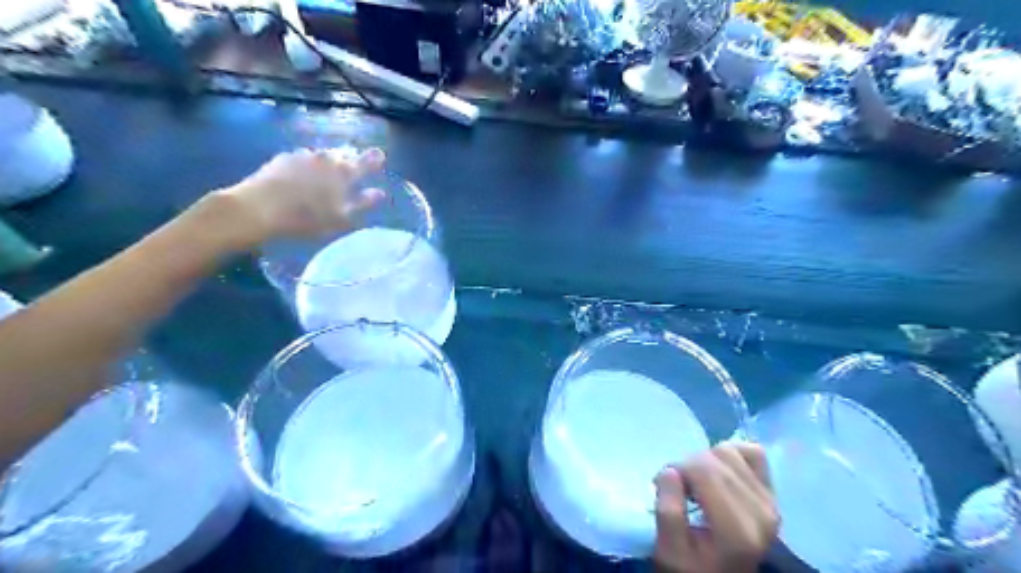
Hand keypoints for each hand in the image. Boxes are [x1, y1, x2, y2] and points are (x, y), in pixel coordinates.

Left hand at [212, 147, 388, 249]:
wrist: (259, 208)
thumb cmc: (306, 217)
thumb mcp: (341, 217)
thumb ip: (363, 203)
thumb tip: (380, 193)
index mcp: (343, 172)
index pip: (365, 161)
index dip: (374, 159)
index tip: (381, 155)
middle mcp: (325, 158)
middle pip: (343, 156)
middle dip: (350, 162)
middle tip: (352, 173)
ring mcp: (302, 155)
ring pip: (322, 157)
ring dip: (328, 164)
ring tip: (327, 178)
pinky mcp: (283, 158)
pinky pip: (303, 159)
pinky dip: (308, 167)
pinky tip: (303, 179)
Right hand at [657, 443, 777, 572]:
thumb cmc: (692, 566)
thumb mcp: (669, 551)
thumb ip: (668, 513)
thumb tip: (670, 471)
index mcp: (736, 531)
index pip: (703, 470)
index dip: (676, 469)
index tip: (663, 486)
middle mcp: (761, 513)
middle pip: (714, 459)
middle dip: (688, 466)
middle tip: (678, 488)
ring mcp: (770, 502)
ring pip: (729, 451)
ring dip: (706, 460)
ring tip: (698, 483)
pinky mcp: (771, 494)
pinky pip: (753, 452)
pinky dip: (732, 454)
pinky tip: (719, 473)